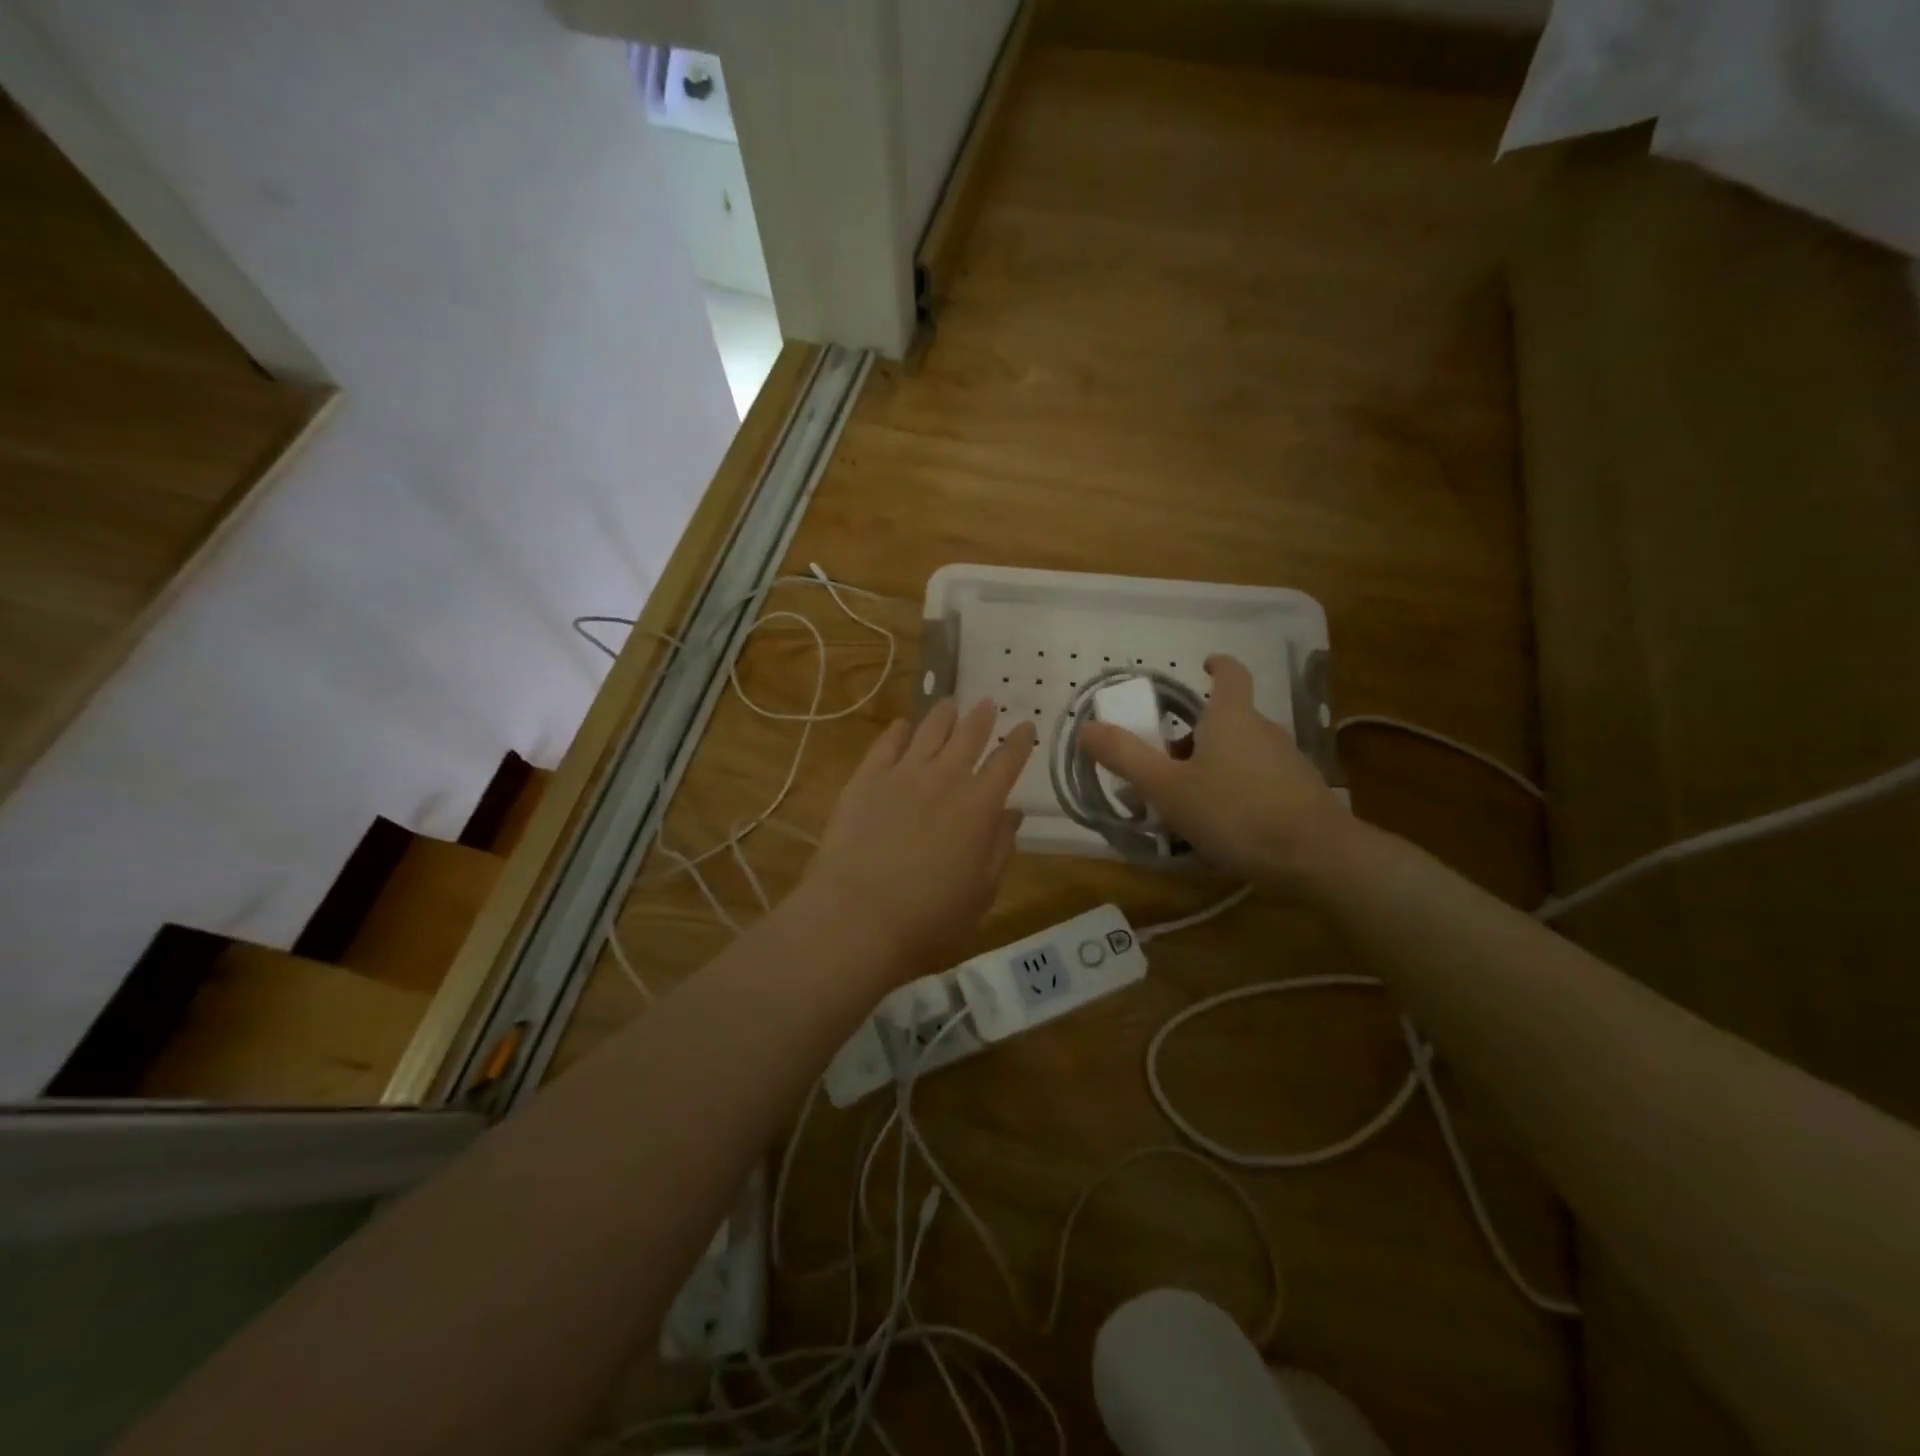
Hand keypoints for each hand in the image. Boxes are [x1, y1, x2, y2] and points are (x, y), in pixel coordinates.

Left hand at [797, 699, 1035, 983]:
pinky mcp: (866, 778)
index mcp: (980, 806)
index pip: (1007, 762)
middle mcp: (945, 778)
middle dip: (981, 717)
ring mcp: (903, 774)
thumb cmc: (929, 917)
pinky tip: (902, 725)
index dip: (1020, 742)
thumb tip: (1012, 815)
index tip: (1026, 727)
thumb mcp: (981, 893)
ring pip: (929, 730)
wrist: (857, 916)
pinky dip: (898, 731)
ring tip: (949, 704)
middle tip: (987, 703)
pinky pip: (886, 744)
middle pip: (968, 735)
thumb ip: (1000, 849)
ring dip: (943, 714)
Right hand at [1078, 654, 1354, 889]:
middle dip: (1194, 735)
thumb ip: (1126, 757)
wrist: (1317, 858)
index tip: (1203, 665)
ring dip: (1213, 766)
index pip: (1230, 674)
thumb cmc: (1235, 812)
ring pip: (1241, 753)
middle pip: (1227, 720)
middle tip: (1164, 763)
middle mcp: (1263, 730)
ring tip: (1186, 803)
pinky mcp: (1300, 794)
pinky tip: (1222, 827)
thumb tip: (1086, 727)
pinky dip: (1235, 791)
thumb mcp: (1168, 788)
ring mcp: (1287, 762)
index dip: (1216, 665)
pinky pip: (1258, 781)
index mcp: (1232, 718)